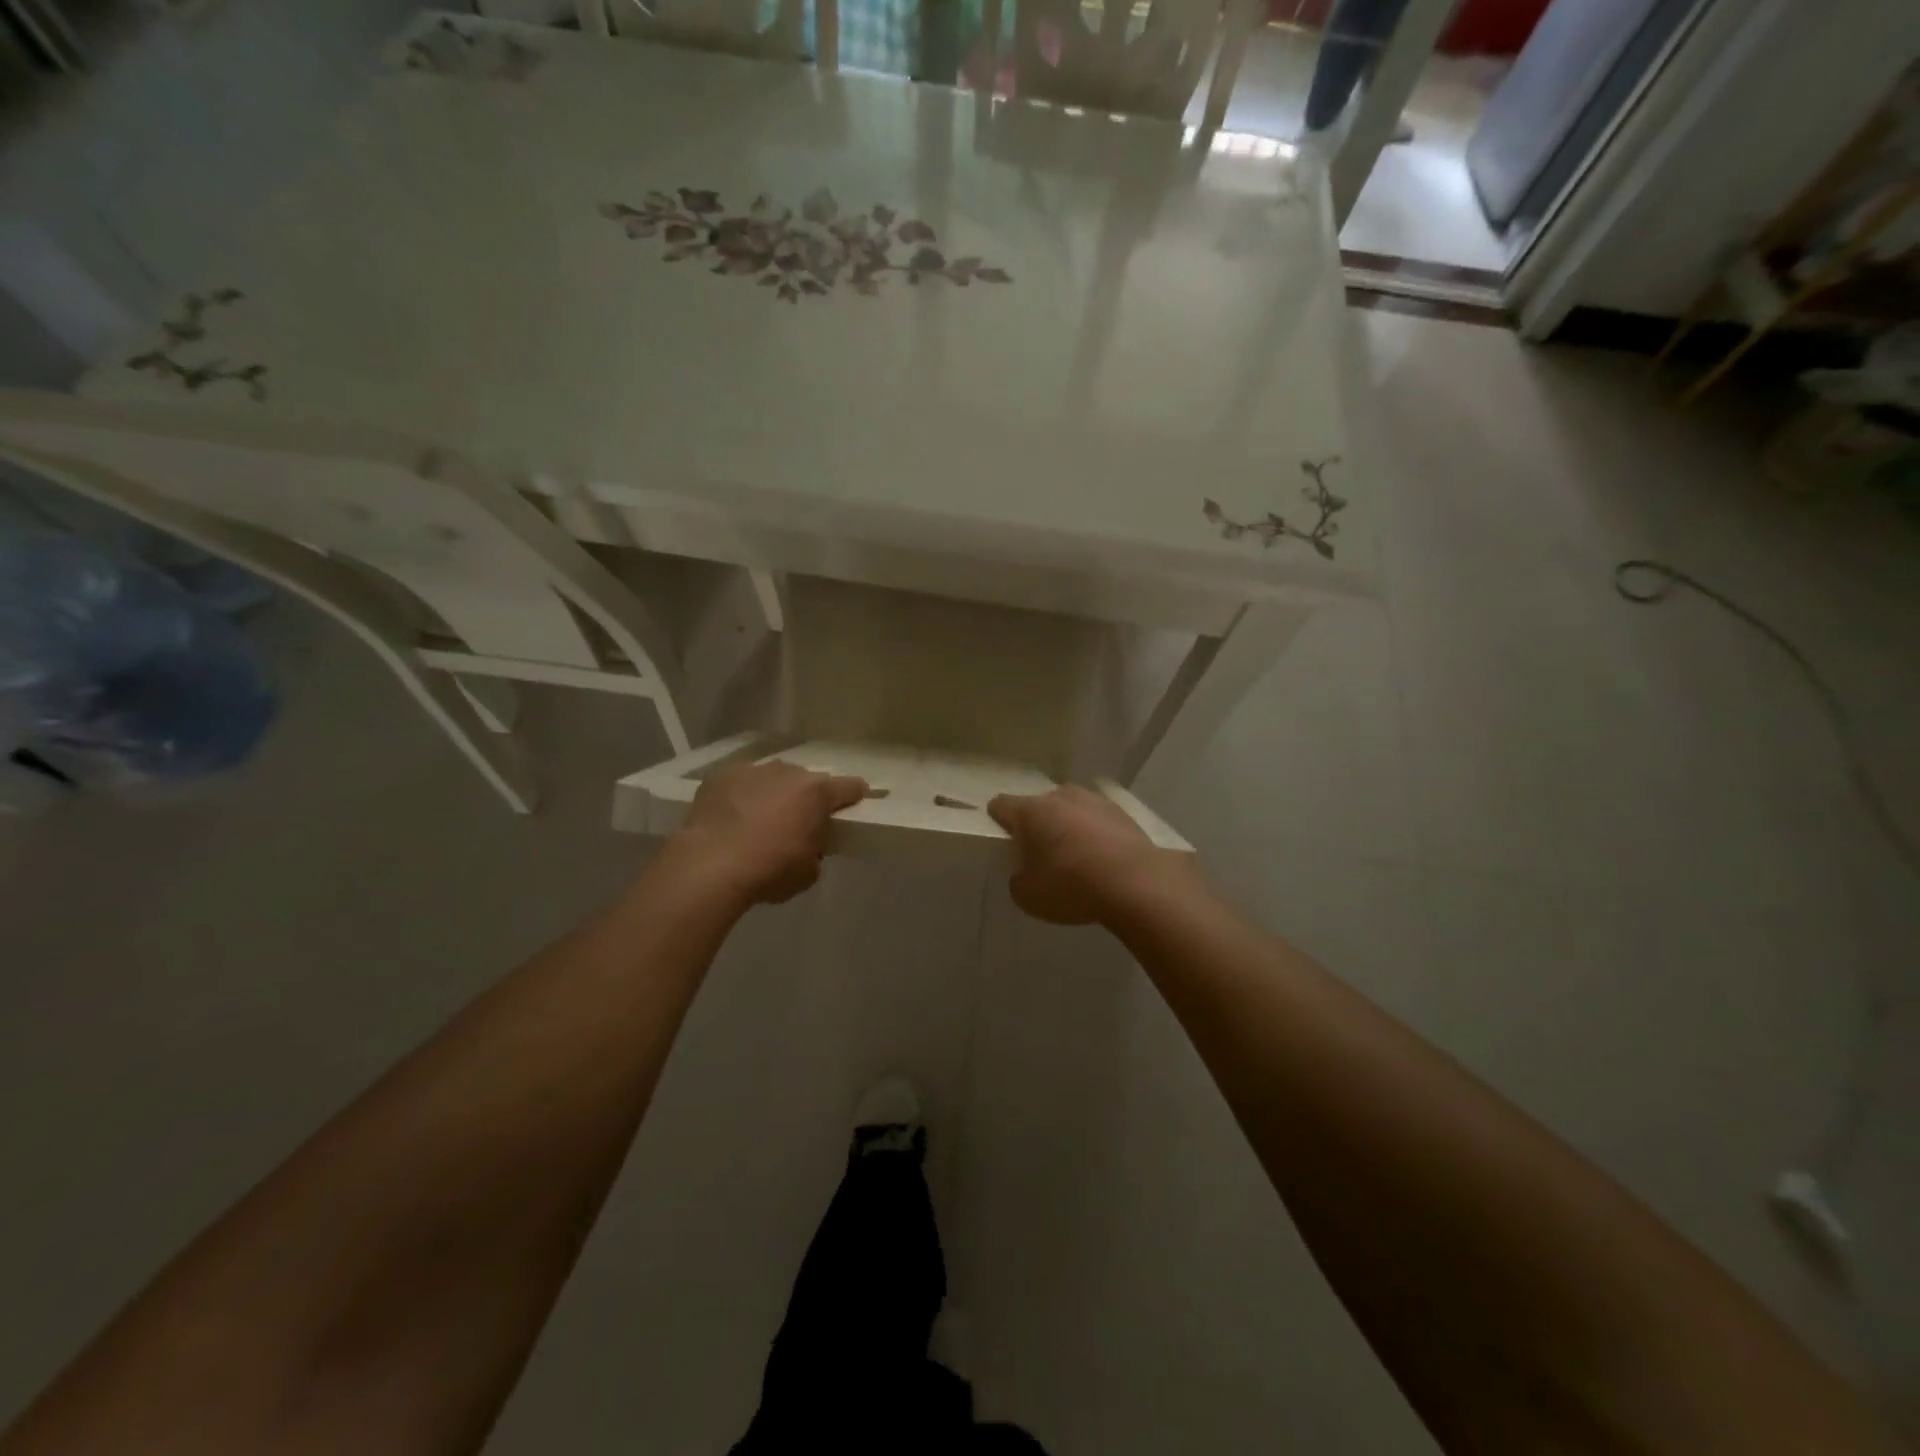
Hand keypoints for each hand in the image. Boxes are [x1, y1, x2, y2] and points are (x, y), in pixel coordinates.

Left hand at [671, 761, 868, 905]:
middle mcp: (788, 773)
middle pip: (807, 782)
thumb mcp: (808, 872)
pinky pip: (739, 783)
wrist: (710, 865)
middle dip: (806, 799)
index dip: (854, 796)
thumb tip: (807, 847)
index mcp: (817, 793)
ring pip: (772, 779)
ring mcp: (753, 771)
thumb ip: (816, 852)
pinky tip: (731, 818)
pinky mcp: (721, 776)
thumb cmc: (770, 870)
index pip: (850, 787)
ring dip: (772, 794)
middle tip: (796, 824)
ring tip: (759, 821)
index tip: (853, 804)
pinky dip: (740, 796)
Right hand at [987, 785, 1195, 924]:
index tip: (1003, 839)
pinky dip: (1095, 834)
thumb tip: (1025, 873)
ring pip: (1070, 810)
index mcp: (1030, 811)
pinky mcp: (1122, 812)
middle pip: (1039, 806)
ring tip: (1076, 857)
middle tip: (1041, 854)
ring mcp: (1094, 800)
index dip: (998, 820)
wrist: (1136, 882)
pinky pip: (1098, 820)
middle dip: (1037, 825)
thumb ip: (1019, 879)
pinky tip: (1103, 859)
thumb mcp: (1028, 896)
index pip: (1001, 805)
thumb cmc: (1071, 886)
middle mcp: (1060, 796)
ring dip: (1068, 826)